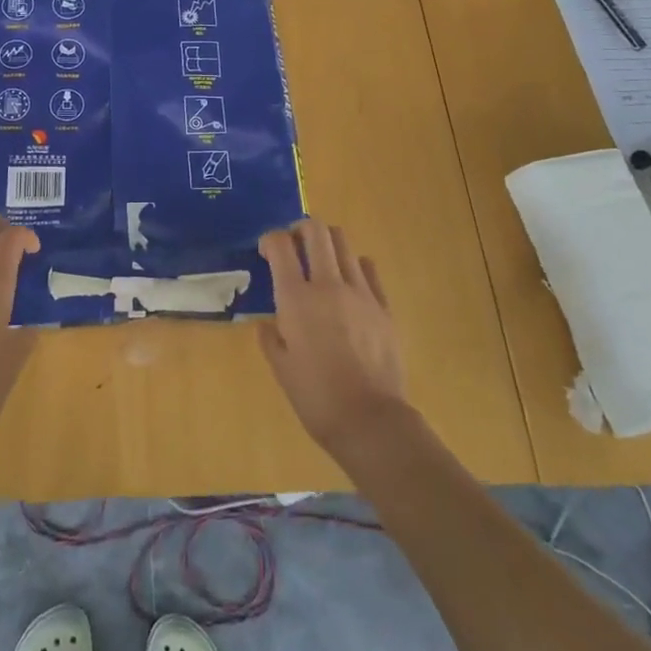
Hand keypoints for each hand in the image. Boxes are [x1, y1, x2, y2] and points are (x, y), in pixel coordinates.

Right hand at [257, 220, 409, 457]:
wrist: (370, 421)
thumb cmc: (316, 397)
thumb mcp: (281, 368)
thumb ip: (271, 337)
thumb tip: (270, 323)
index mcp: (296, 298)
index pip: (280, 244)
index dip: (270, 239)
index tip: (266, 252)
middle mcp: (328, 284)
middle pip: (316, 230)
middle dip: (300, 229)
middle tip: (294, 247)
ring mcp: (361, 292)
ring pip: (344, 243)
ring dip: (327, 244)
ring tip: (321, 263)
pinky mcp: (384, 306)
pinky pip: (369, 269)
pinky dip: (354, 266)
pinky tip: (348, 285)